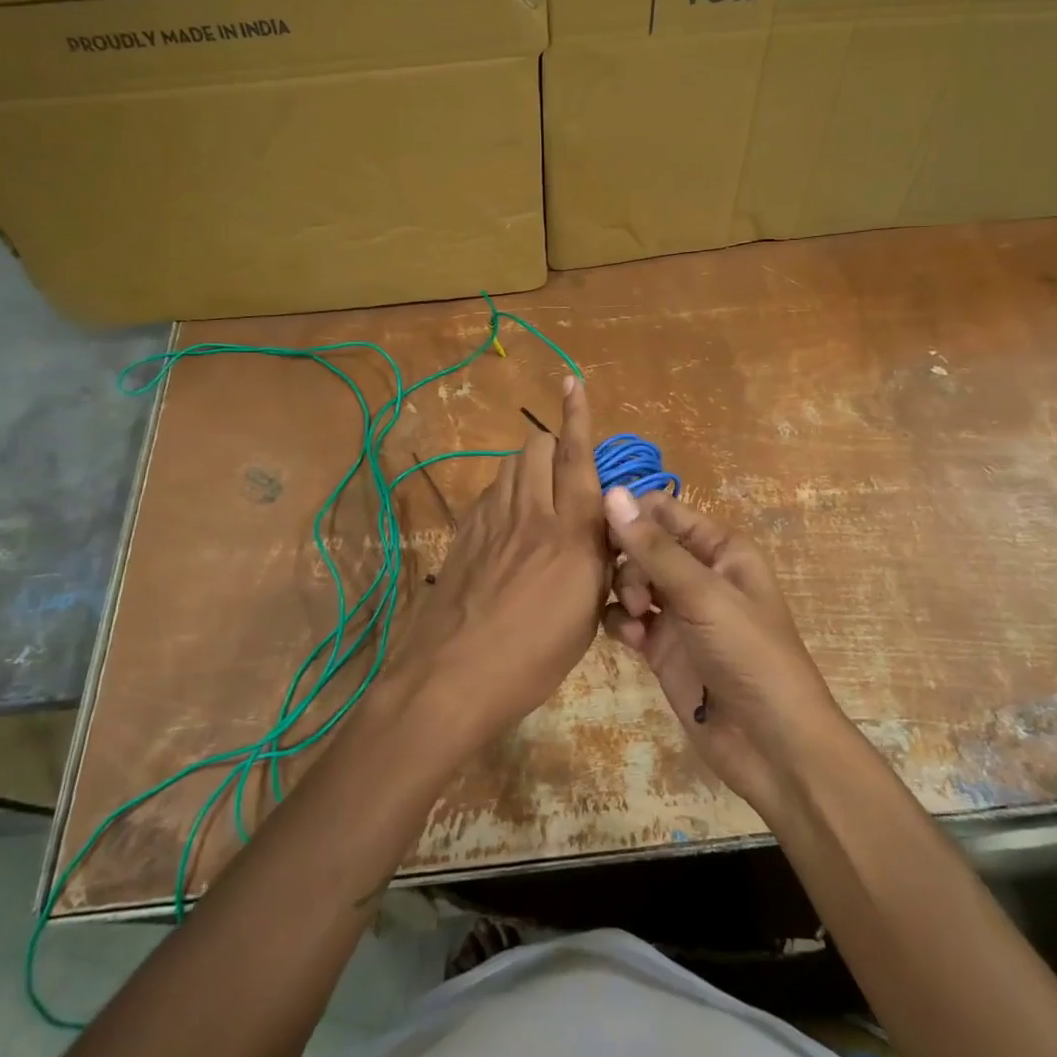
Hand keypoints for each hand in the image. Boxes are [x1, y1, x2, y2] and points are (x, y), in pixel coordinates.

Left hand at [388, 377, 608, 755]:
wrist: (452, 676)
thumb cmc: (533, 657)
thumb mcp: (586, 614)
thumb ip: (598, 561)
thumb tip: (603, 532)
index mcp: (571, 532)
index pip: (577, 457)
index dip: (578, 415)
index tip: (572, 380)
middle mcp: (530, 512)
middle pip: (536, 446)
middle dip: (554, 444)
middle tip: (566, 475)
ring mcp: (490, 519)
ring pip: (510, 464)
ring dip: (529, 466)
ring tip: (539, 496)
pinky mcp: (463, 532)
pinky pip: (490, 492)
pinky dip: (506, 492)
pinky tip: (509, 524)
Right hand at [603, 490, 844, 815]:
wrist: (771, 745)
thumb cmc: (749, 654)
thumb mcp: (703, 595)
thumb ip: (654, 548)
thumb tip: (612, 493)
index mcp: (719, 549)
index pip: (664, 511)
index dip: (632, 514)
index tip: (599, 528)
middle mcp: (697, 573)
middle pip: (642, 545)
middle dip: (628, 560)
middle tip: (633, 591)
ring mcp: (678, 612)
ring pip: (630, 581)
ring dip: (623, 592)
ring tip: (637, 618)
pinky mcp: (662, 647)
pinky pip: (628, 619)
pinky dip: (623, 624)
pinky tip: (633, 641)